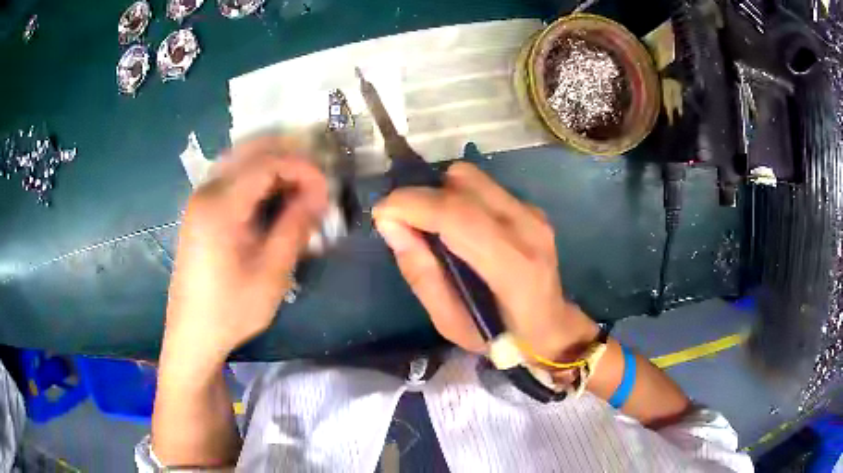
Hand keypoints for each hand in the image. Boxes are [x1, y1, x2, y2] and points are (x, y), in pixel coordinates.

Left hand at [163, 136, 327, 363]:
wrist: (193, 333)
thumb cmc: (232, 309)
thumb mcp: (271, 272)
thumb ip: (295, 226)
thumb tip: (318, 195)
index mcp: (220, 205)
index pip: (267, 163)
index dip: (303, 168)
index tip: (326, 190)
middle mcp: (206, 192)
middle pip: (251, 152)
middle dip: (289, 159)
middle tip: (315, 181)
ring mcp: (199, 200)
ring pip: (240, 162)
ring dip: (273, 167)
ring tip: (299, 188)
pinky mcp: (199, 212)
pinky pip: (231, 179)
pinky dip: (256, 179)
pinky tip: (271, 199)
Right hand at [373, 162, 597, 359]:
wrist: (551, 327)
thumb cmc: (502, 337)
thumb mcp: (451, 323)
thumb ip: (421, 274)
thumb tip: (391, 225)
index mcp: (513, 266)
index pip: (457, 215)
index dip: (411, 205)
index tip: (381, 214)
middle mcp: (528, 227)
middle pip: (462, 181)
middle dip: (424, 197)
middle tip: (408, 225)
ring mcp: (533, 213)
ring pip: (471, 177)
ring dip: (441, 195)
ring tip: (435, 228)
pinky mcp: (531, 207)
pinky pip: (483, 187)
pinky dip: (460, 198)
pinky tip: (460, 229)